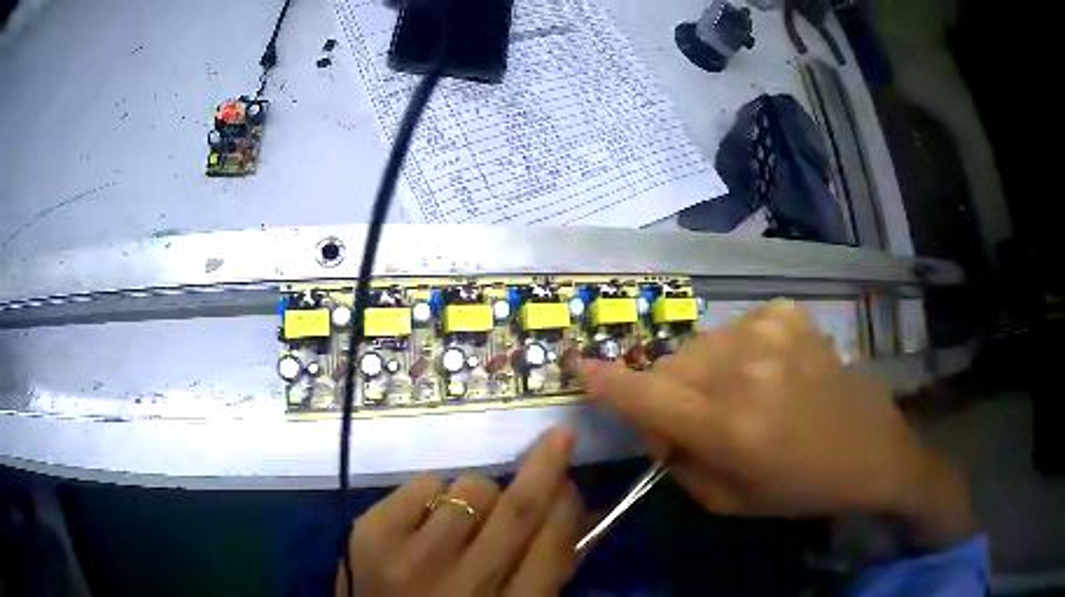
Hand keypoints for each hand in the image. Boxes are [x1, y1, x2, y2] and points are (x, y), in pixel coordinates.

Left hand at [337, 428, 583, 596]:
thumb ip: (546, 568)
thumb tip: (573, 509)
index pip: (553, 546)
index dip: (567, 507)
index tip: (571, 483)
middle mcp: (463, 584)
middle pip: (517, 509)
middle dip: (546, 467)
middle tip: (559, 439)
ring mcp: (412, 558)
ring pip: (471, 487)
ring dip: (481, 494)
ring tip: (466, 519)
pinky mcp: (371, 533)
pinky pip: (425, 482)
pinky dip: (435, 492)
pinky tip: (426, 521)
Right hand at [579, 299, 973, 548]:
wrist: (870, 450)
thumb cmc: (799, 488)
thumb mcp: (728, 500)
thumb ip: (678, 461)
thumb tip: (653, 423)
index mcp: (729, 427)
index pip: (645, 395)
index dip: (606, 381)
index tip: (581, 366)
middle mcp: (745, 370)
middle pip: (670, 364)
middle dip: (669, 390)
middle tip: (696, 415)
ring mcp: (770, 332)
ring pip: (701, 344)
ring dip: (705, 371)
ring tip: (741, 393)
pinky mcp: (789, 314)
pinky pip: (738, 328)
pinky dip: (740, 351)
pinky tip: (770, 370)